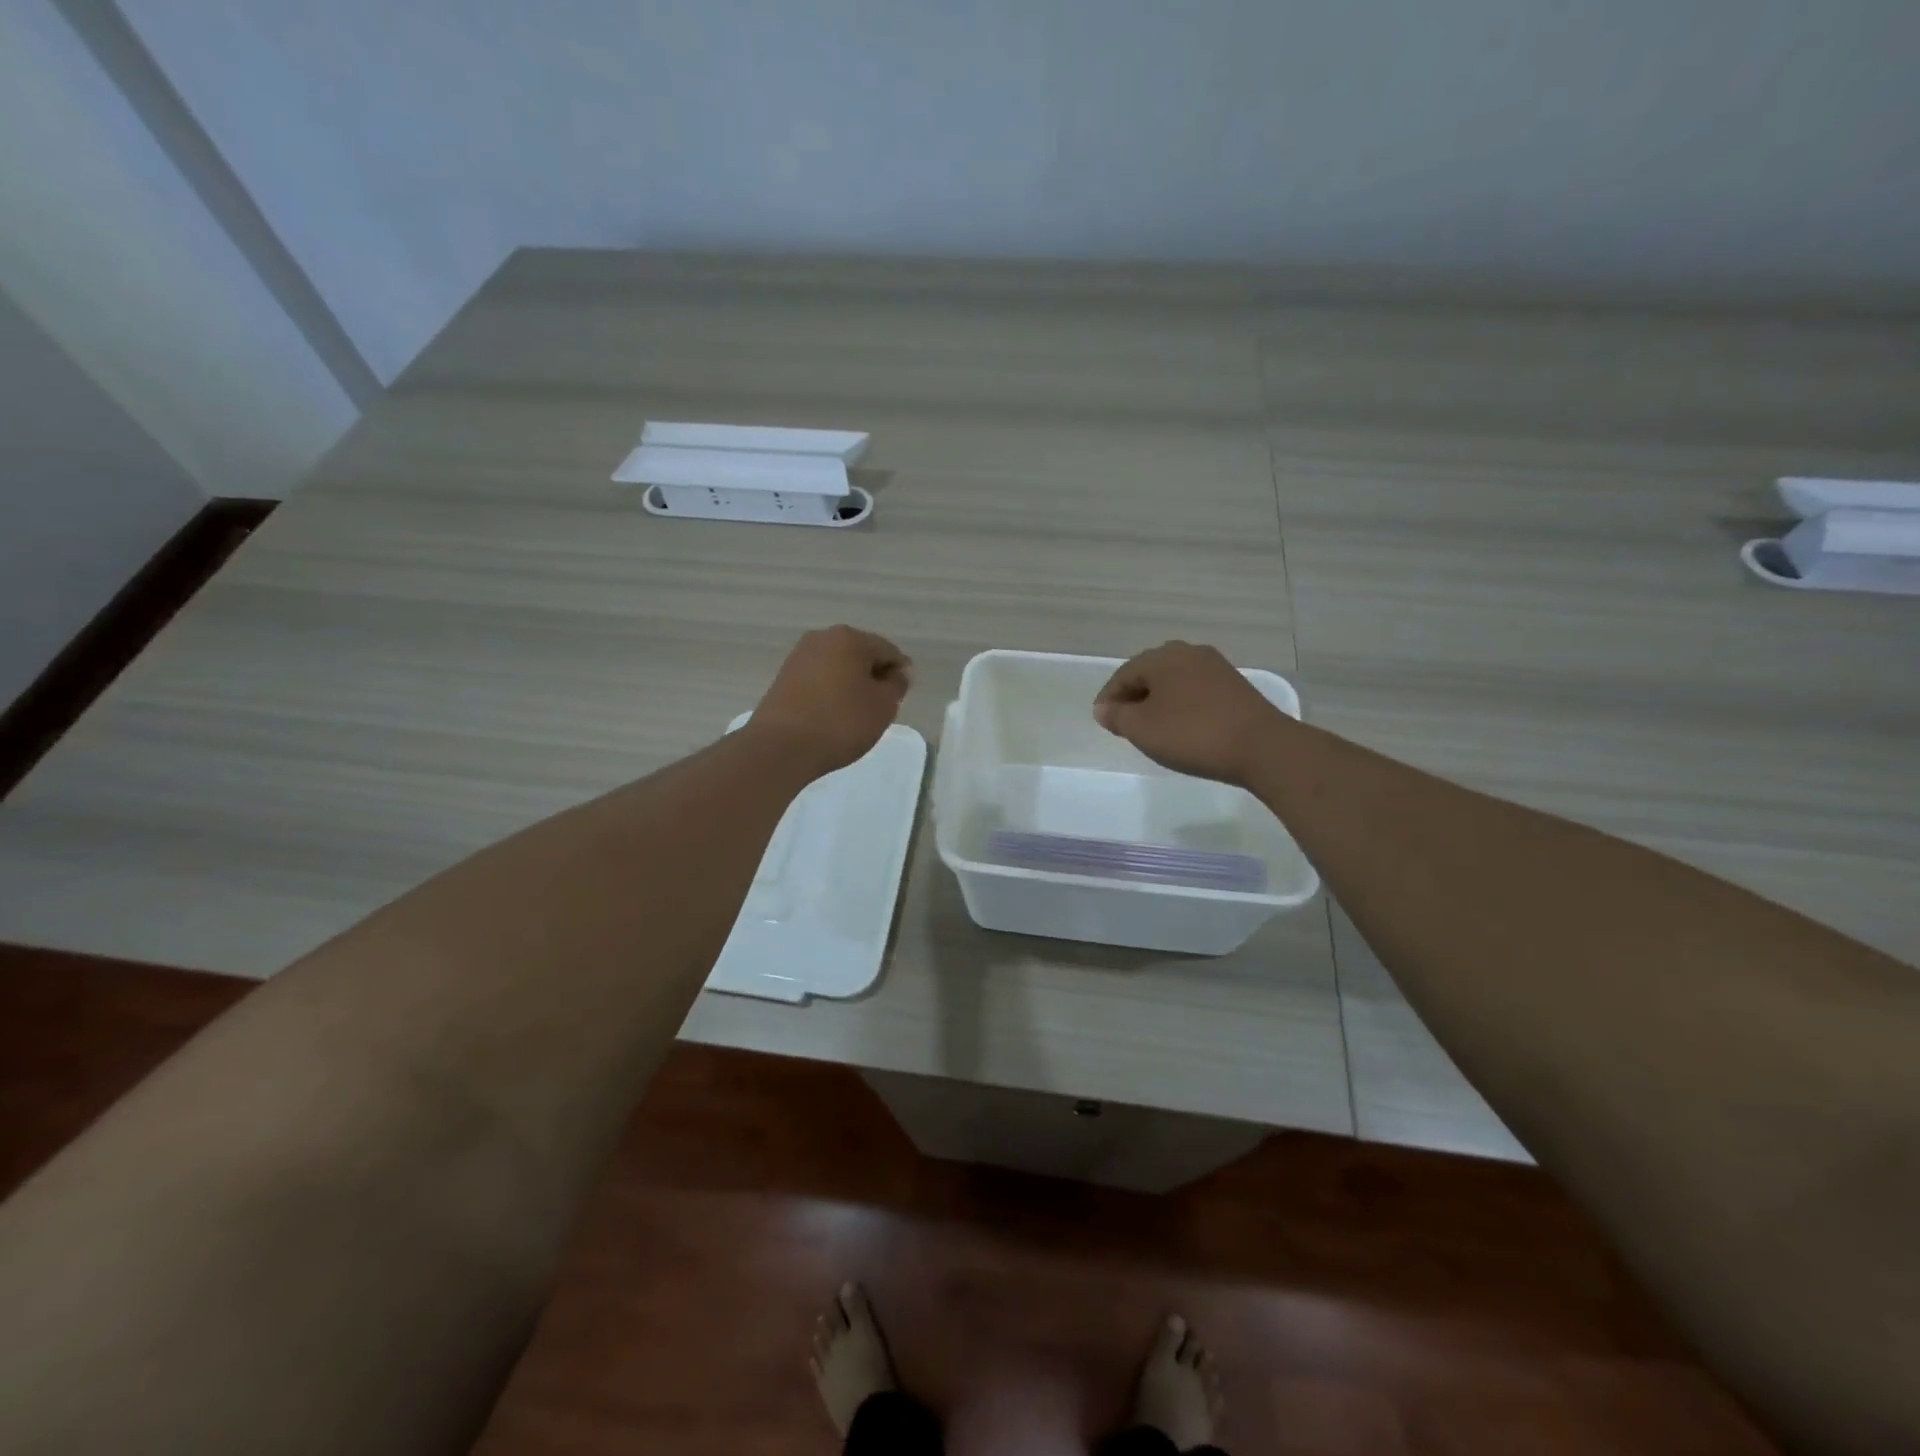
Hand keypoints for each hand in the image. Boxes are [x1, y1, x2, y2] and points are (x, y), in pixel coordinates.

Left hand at [749, 625, 912, 775]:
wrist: (781, 747)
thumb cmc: (841, 722)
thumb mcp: (883, 706)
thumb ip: (896, 685)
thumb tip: (898, 672)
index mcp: (850, 638)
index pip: (888, 651)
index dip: (900, 675)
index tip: (899, 701)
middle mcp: (823, 638)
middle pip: (861, 655)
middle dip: (873, 678)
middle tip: (878, 709)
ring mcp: (799, 656)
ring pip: (838, 667)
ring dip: (851, 686)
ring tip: (854, 716)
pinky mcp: (784, 677)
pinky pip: (819, 679)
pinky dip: (830, 693)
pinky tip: (832, 716)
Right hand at [1094, 641, 1284, 786]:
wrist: (1261, 747)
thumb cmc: (1192, 734)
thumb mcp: (1142, 729)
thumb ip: (1117, 716)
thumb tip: (1103, 708)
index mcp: (1161, 657)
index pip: (1123, 674)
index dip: (1108, 698)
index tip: (1102, 721)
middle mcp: (1188, 652)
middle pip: (1149, 673)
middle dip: (1133, 696)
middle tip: (1124, 722)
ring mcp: (1215, 667)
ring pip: (1174, 681)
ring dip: (1158, 700)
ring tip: (1151, 726)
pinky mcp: (1234, 685)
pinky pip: (1195, 690)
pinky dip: (1181, 704)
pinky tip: (1181, 725)